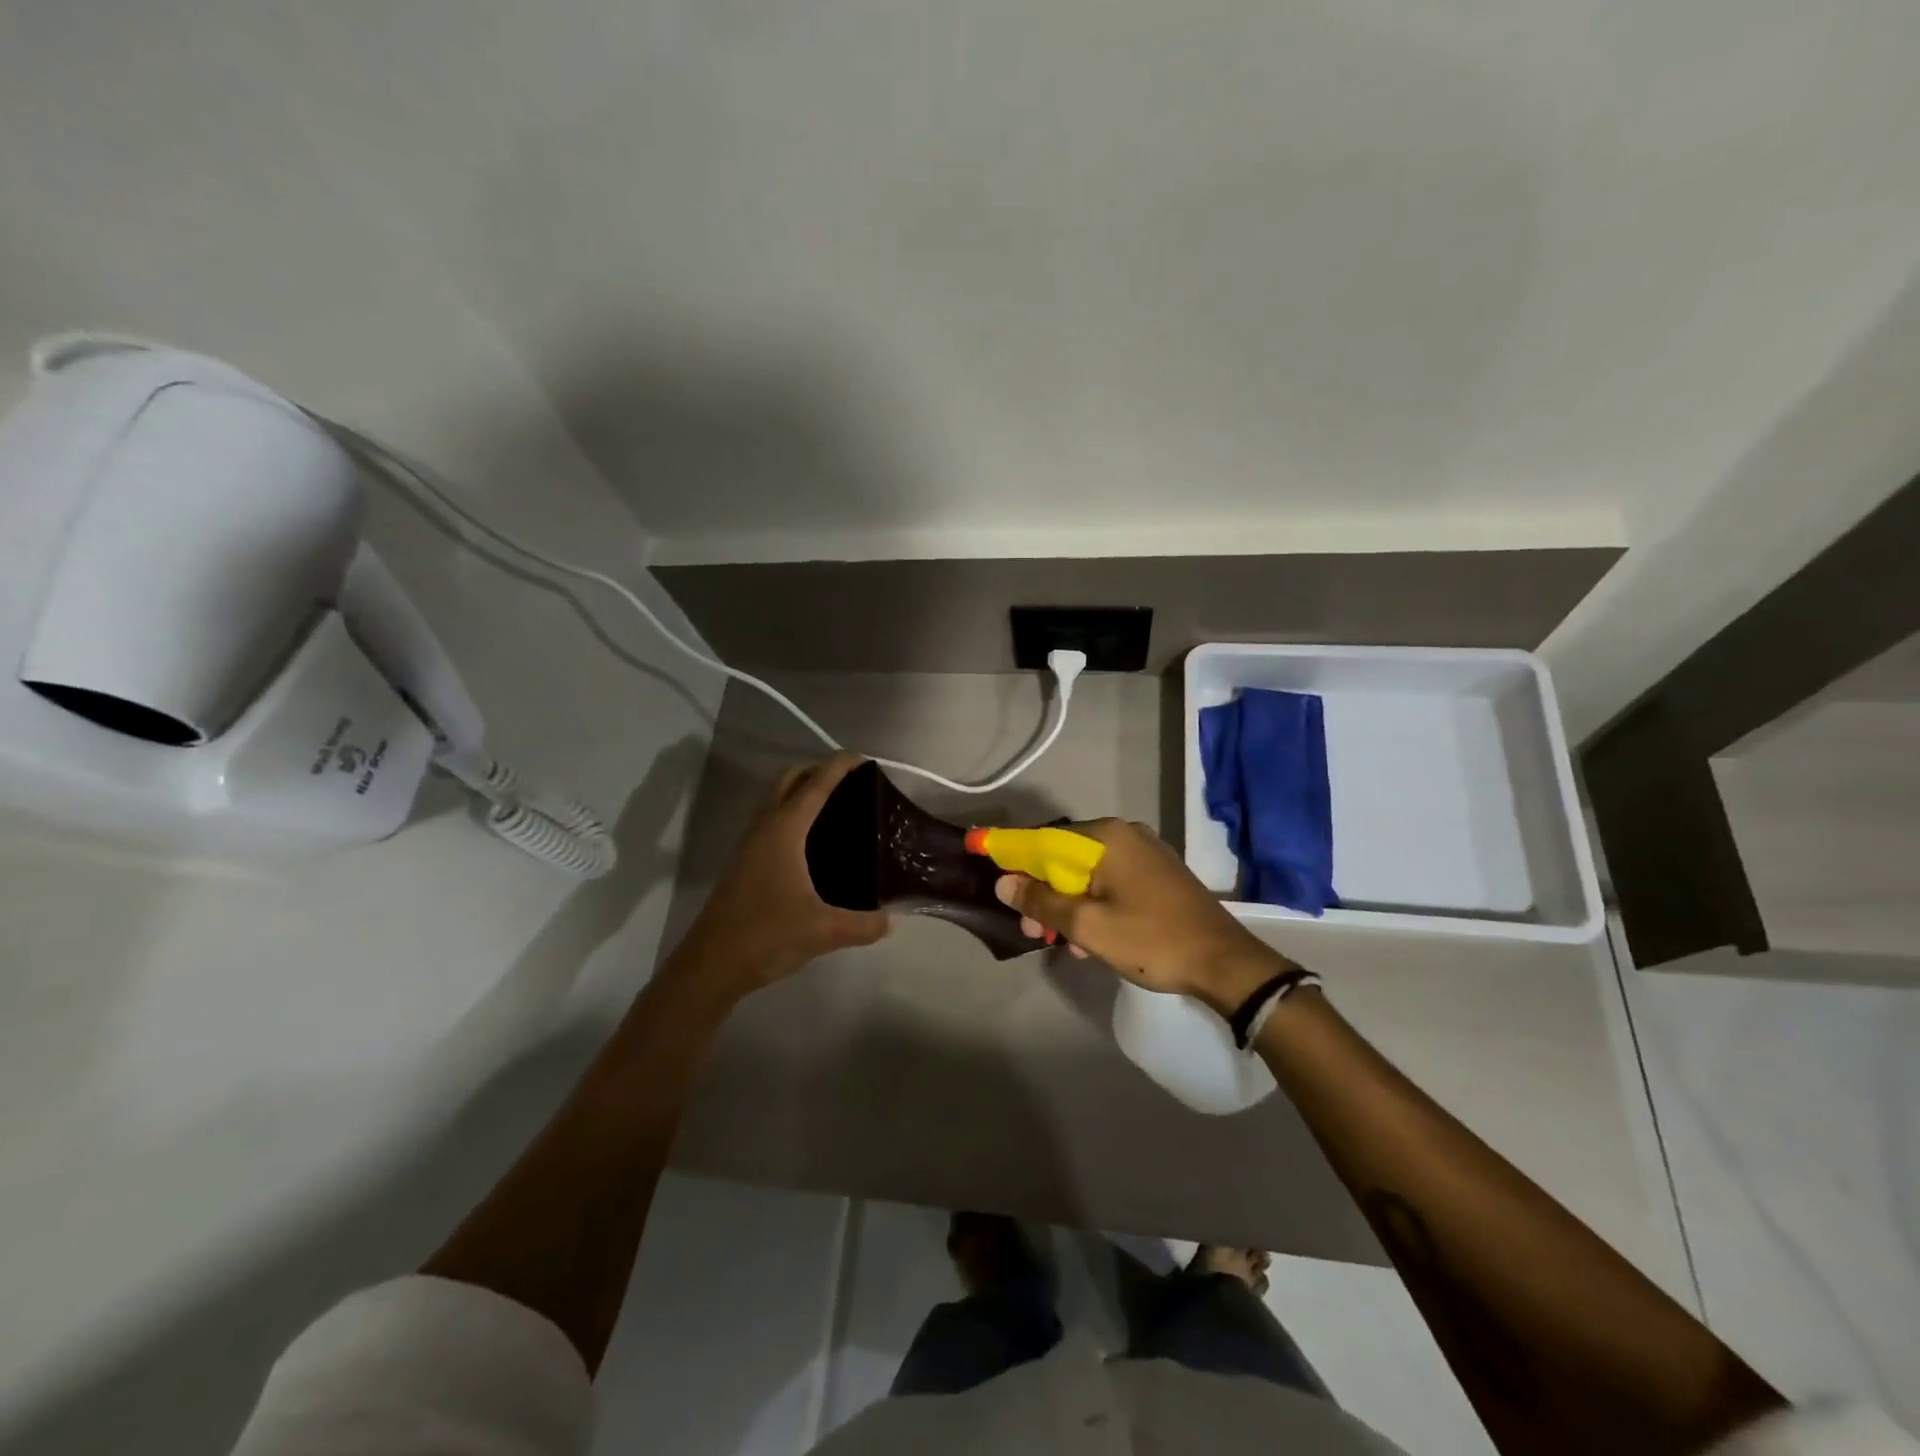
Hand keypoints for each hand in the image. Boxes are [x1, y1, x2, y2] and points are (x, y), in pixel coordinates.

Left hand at [666, 754, 889, 999]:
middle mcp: (764, 828)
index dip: (839, 766)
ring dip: (801, 790)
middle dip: (818, 770)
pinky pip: (770, 820)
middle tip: (851, 783)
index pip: (815, 784)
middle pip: (789, 779)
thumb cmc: (766, 935)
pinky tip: (812, 842)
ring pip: (775, 799)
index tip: (865, 760)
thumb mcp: (824, 931)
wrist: (711, 964)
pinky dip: (792, 813)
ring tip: (836, 806)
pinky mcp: (744, 862)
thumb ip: (863, 924)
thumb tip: (891, 921)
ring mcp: (749, 844)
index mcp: (784, 831)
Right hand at [994, 819, 1291, 1014]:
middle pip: (1065, 857)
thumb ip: (1041, 903)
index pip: (1043, 838)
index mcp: (1106, 838)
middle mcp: (1124, 835)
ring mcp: (1144, 854)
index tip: (980, 854)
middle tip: (1030, 930)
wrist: (1225, 964)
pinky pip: (1110, 882)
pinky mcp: (1156, 874)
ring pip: (1087, 874)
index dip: (1010, 850)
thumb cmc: (1152, 940)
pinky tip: (1089, 939)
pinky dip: (1093, 905)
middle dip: (1043, 893)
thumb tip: (1003, 883)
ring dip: (1067, 905)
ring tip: (1059, 942)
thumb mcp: (1088, 926)